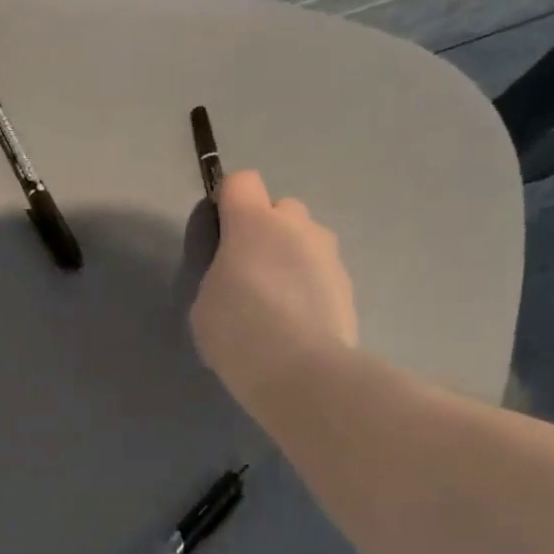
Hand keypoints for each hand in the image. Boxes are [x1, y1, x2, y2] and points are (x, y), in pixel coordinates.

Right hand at [190, 171, 358, 410]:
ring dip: (291, 258)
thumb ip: (221, 275)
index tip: (219, 234)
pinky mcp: (348, 285)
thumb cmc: (238, 331)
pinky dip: (309, 288)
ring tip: (276, 302)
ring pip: (306, 240)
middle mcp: (297, 226)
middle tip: (249, 272)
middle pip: (280, 208)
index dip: (228, 202)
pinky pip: (321, 273)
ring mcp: (328, 254)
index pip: (241, 182)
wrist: (301, 371)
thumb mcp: (205, 303)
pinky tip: (296, 324)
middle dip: (266, 230)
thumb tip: (238, 277)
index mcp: (252, 223)